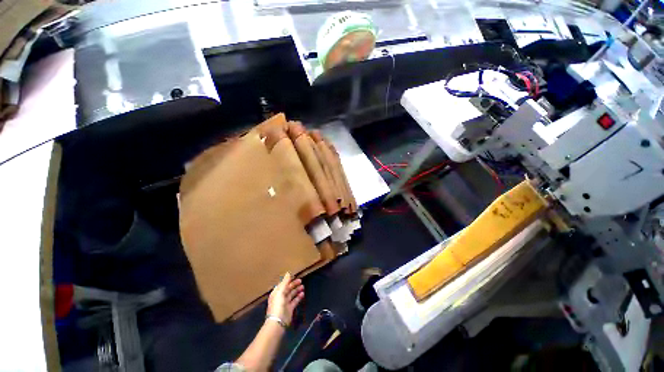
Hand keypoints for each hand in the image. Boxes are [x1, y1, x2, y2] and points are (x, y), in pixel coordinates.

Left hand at [267, 272, 303, 326]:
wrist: (278, 321)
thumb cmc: (278, 305)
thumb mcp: (280, 291)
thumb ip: (285, 282)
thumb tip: (288, 272)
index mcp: (276, 292)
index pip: (282, 284)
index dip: (288, 280)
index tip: (294, 276)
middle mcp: (280, 297)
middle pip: (288, 289)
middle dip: (294, 284)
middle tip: (301, 280)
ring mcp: (285, 303)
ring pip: (292, 294)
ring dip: (297, 290)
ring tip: (303, 286)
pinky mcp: (290, 308)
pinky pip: (295, 301)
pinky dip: (299, 297)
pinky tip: (303, 294)